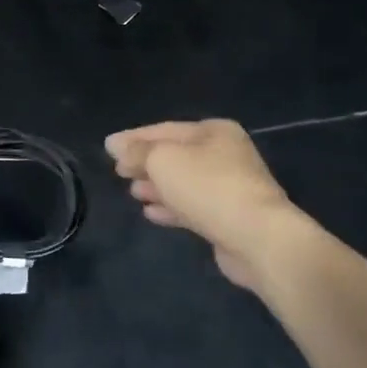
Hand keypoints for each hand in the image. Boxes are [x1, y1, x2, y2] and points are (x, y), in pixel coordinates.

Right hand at [105, 119, 303, 288]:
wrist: (258, 238)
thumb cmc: (207, 187)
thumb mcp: (163, 160)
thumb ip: (137, 151)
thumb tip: (114, 144)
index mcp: (214, 131)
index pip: (164, 129)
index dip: (134, 138)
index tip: (108, 148)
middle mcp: (225, 154)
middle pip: (176, 155)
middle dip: (146, 163)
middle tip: (118, 171)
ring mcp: (230, 187)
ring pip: (184, 182)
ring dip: (157, 186)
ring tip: (132, 192)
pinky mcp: (230, 217)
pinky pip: (193, 207)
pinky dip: (171, 207)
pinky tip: (150, 213)